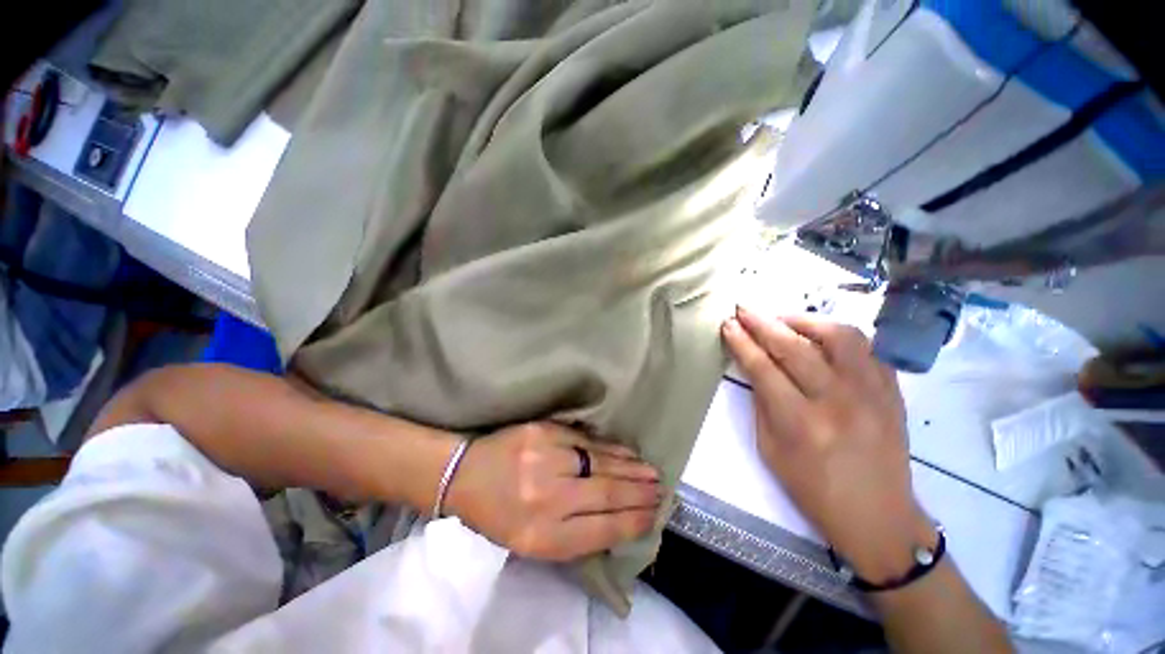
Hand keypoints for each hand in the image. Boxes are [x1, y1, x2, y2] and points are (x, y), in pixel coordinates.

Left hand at [444, 422, 660, 561]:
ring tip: (652, 472)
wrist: (465, 474)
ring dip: (631, 468)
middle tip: (661, 490)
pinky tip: (626, 452)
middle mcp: (548, 497)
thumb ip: (574, 535)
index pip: (602, 529)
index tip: (654, 515)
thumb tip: (619, 520)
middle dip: (639, 493)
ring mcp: (546, 459)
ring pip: (601, 464)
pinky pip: (587, 441)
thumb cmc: (497, 515)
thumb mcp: (531, 543)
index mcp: (542, 536)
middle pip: (607, 493)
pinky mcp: (545, 432)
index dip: (633, 521)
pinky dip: (611, 448)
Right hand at [722, 307, 934, 582]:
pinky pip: (867, 350)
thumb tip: (755, 367)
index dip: (742, 342)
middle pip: (795, 346)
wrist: (878, 516)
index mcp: (800, 422)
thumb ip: (763, 403)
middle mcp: (838, 402)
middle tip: (744, 309)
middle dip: (763, 323)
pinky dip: (839, 337)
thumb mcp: (770, 449)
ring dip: (806, 320)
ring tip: (784, 319)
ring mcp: (872, 394)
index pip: (763, 368)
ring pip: (840, 337)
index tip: (728, 324)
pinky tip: (821, 339)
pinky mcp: (893, 393)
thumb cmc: (813, 488)